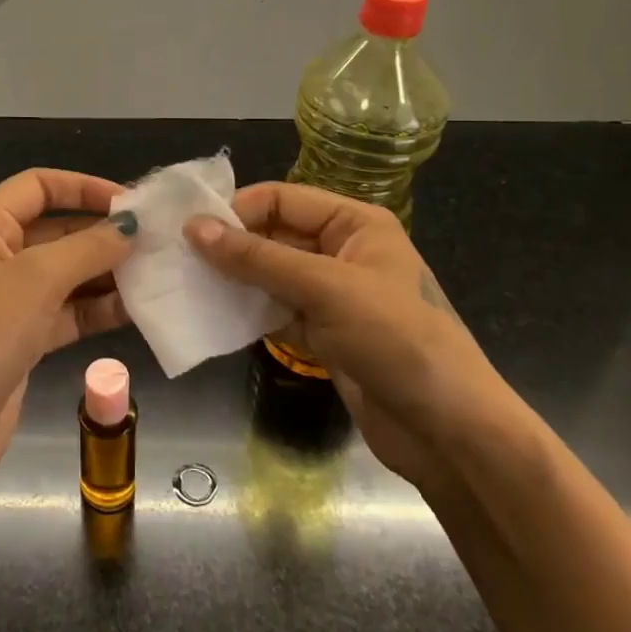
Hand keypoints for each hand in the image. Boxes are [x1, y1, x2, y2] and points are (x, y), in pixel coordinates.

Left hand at [0, 168, 135, 520]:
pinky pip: (68, 312)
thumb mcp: (35, 281)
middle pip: (56, 229)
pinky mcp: (23, 340)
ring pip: (66, 274)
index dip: (82, 187)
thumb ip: (88, 248)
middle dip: (102, 233)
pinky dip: (98, 309)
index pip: (38, 186)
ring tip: (157, 274)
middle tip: (155, 241)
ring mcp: (9, 301)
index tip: (129, 201)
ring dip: (107, 273)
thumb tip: (130, 224)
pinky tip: (138, 310)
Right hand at [184, 182, 505, 486]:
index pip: (284, 199)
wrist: (448, 432)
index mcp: (355, 223)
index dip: (239, 210)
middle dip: (232, 245)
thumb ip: (257, 258)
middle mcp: (342, 251)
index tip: (193, 231)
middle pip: (275, 235)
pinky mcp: (324, 334)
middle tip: (182, 258)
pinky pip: (276, 310)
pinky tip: (214, 315)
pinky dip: (249, 311)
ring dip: (235, 279)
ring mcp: (333, 295)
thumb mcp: (325, 288)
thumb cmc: (395, 339)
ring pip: (271, 274)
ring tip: (189, 284)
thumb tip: (194, 228)